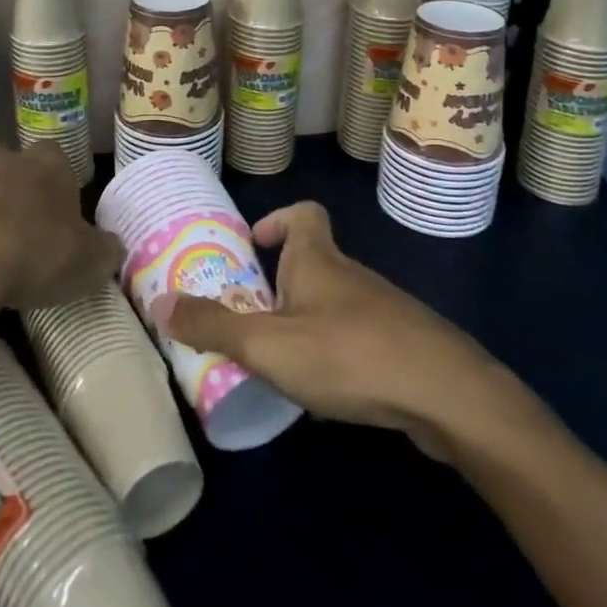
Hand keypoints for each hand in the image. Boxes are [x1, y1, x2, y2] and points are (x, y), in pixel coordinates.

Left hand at [0, 143, 123, 312]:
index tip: (62, 213)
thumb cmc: (36, 253)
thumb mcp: (90, 261)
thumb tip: (110, 245)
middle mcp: (6, 160)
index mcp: (49, 163)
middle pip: (13, 162)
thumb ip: (105, 249)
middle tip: (25, 224)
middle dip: (17, 186)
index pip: (58, 157)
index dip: (60, 183)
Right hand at [153, 201, 544, 460]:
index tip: (254, 243)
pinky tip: (326, 392)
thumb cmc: (347, 354)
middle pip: (313, 262)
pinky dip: (336, 354)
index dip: (278, 219)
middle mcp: (350, 275)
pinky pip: (358, 338)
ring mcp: (382, 310)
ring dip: (305, 322)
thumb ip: (213, 326)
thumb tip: (160, 304)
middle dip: (280, 284)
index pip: (303, 213)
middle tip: (248, 317)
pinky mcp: (403, 346)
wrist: (446, 394)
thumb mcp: (267, 344)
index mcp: (317, 260)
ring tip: (278, 361)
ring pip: (335, 304)